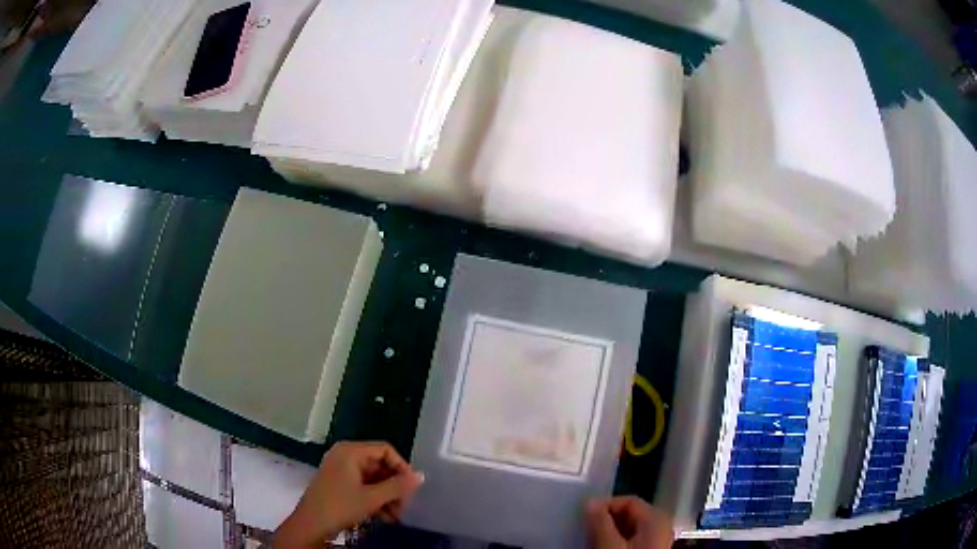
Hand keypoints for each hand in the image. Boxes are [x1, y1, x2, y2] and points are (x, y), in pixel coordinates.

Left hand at [274, 441, 423, 547]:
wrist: (310, 524)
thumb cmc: (340, 506)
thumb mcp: (372, 498)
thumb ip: (398, 486)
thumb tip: (421, 476)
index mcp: (351, 451)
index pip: (385, 450)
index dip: (402, 467)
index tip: (412, 488)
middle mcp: (345, 455)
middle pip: (380, 465)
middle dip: (395, 487)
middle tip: (404, 506)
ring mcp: (341, 470)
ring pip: (374, 478)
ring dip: (387, 496)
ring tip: (395, 516)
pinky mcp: (339, 484)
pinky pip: (364, 486)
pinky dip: (375, 499)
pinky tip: (384, 517)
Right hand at [587, 497, 673, 548]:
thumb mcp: (610, 543)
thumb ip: (600, 521)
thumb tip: (590, 501)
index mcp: (658, 515)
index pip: (628, 500)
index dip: (605, 504)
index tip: (585, 513)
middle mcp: (662, 523)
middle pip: (629, 514)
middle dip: (606, 519)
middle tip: (586, 527)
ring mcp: (659, 538)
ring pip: (629, 528)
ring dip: (610, 531)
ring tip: (592, 538)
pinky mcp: (652, 548)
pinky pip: (632, 539)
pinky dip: (617, 540)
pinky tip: (605, 546)